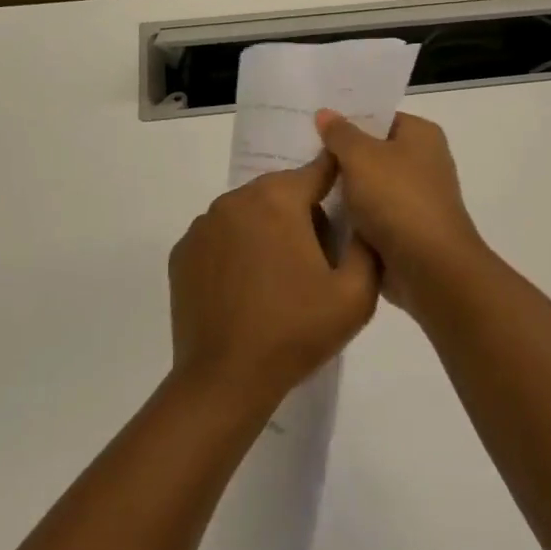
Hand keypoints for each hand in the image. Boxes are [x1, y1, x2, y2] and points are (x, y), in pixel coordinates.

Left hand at [169, 153, 380, 419]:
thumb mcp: (356, 294)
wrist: (226, 379)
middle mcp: (235, 200)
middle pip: (281, 191)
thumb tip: (365, 217)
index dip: (339, 181)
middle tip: (318, 258)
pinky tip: (246, 288)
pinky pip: (220, 236)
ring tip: (280, 278)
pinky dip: (237, 249)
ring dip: (267, 230)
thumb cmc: (296, 332)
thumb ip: (368, 245)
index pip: (318, 170)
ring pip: (248, 212)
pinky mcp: (182, 253)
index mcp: (278, 200)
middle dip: (303, 213)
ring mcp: (202, 226)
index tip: (350, 200)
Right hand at [314, 110, 489, 317]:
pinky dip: (347, 219)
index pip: (378, 118)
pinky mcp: (403, 232)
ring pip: (366, 188)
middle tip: (295, 154)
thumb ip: (340, 134)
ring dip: (339, 191)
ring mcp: (414, 200)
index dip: (345, 119)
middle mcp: (422, 163)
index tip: (308, 125)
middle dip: (337, 157)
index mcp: (420, 135)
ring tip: (296, 184)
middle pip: (371, 153)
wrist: (428, 268)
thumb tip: (325, 113)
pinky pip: (368, 217)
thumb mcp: (361, 157)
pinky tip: (313, 216)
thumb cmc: (397, 200)